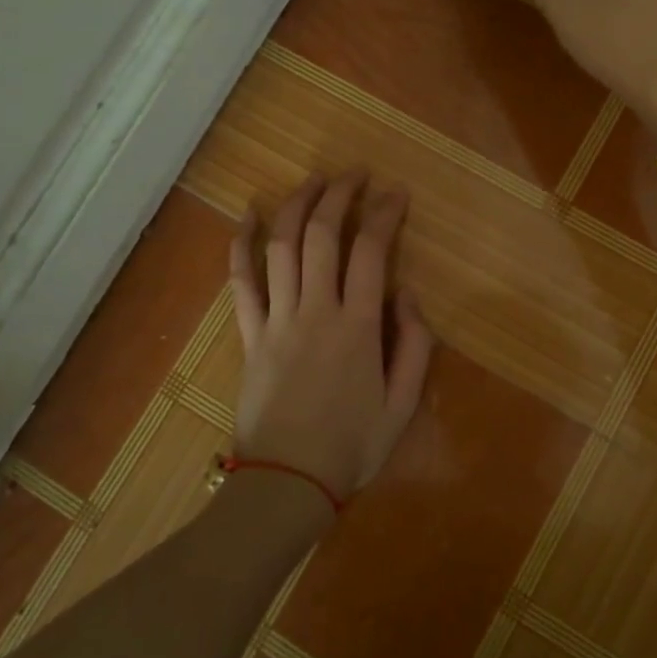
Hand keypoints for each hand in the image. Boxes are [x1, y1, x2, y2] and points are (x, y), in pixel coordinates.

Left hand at [228, 171, 433, 504]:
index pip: (372, 250)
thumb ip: (415, 345)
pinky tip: (247, 214)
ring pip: (281, 246)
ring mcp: (277, 319)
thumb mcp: (403, 404)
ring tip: (314, 180)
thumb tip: (407, 294)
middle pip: (322, 235)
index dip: (385, 213)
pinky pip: (241, 281)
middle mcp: (316, 310)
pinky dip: (241, 244)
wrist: (287, 483)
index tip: (396, 193)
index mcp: (358, 326)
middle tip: (355, 174)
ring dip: (297, 205)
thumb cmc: (351, 447)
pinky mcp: (250, 334)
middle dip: (340, 195)